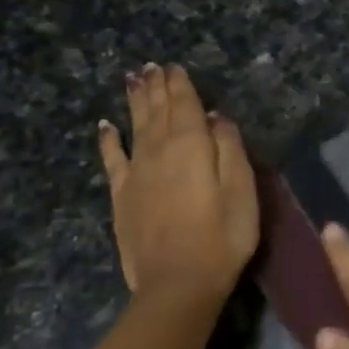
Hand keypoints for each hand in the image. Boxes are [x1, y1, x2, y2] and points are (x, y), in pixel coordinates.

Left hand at [97, 64, 257, 307]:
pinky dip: (109, 139)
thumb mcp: (242, 192)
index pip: (185, 106)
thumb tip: (216, 117)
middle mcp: (158, 151)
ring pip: (135, 127)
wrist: (178, 283)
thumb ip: (230, 150)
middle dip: (157, 87)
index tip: (176, 66)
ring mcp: (136, 173)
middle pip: (157, 112)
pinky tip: (105, 126)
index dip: (181, 85)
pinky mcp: (122, 196)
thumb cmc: (223, 238)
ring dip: (135, 102)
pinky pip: (112, 159)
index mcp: (191, 147)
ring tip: (134, 80)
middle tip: (152, 66)